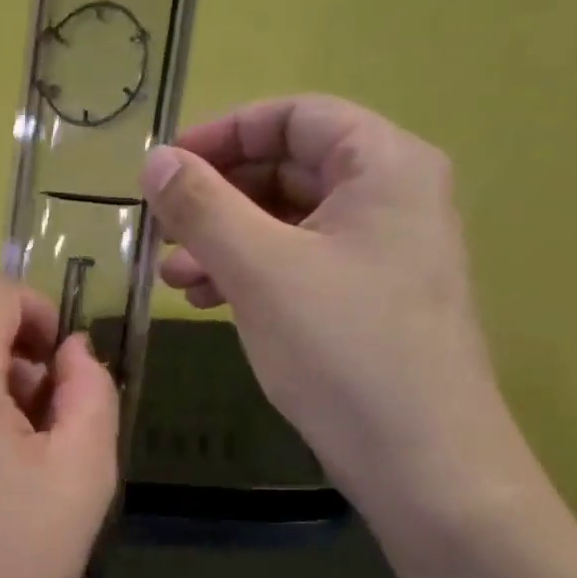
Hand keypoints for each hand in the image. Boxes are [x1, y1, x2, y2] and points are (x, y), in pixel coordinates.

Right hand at [141, 95, 503, 500]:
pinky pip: (301, 265)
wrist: (421, 461)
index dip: (223, 133)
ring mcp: (384, 253)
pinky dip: (252, 274)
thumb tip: (155, 160)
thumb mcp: (260, 269)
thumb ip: (202, 206)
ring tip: (172, 277)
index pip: (294, 116)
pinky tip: (208, 302)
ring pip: (289, 223)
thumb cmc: (342, 349)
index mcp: (384, 165)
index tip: (165, 166)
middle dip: (218, 197)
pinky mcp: (370, 301)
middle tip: (162, 230)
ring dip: (226, 241)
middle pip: (290, 169)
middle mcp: (393, 198)